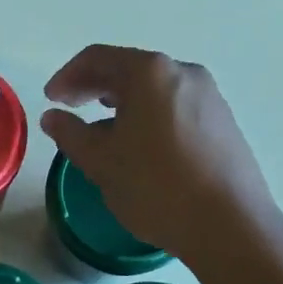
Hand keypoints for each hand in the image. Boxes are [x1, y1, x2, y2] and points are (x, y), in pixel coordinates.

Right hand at [40, 45, 276, 253]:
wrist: (231, 225)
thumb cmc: (157, 187)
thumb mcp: (101, 162)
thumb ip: (71, 133)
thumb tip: (53, 117)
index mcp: (150, 72)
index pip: (98, 58)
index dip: (67, 76)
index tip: (51, 99)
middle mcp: (183, 72)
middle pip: (128, 69)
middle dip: (94, 86)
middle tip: (70, 109)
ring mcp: (209, 95)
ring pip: (154, 88)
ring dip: (122, 102)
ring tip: (103, 130)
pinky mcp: (224, 121)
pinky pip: (175, 106)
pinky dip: (149, 115)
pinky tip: (141, 146)